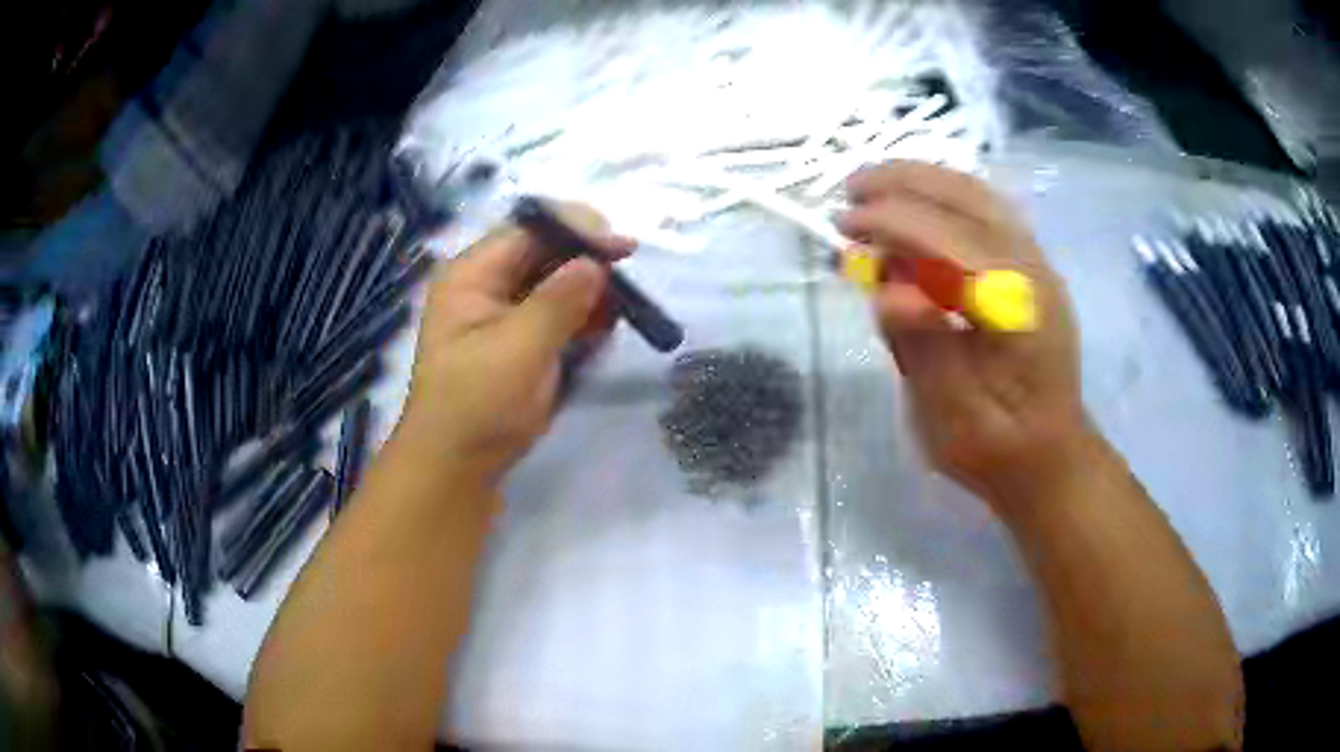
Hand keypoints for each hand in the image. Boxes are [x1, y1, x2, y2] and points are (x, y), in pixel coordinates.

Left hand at [395, 204, 633, 484]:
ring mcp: (507, 312)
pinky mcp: (524, 339)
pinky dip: (586, 317)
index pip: (528, 231)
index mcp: (473, 275)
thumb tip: (596, 263)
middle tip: (627, 283)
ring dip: (591, 291)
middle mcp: (489, 284)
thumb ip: (558, 302)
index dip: (576, 230)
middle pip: (546, 252)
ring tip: (621, 311)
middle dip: (588, 261)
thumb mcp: (517, 350)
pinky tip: (605, 329)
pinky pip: (561, 313)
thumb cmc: (476, 404)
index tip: (621, 247)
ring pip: (558, 282)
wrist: (459, 465)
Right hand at [838, 162, 1091, 512]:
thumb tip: (888, 291)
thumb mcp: (952, 416)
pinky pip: (988, 210)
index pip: (949, 239)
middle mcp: (1034, 271)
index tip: (843, 225)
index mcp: (1018, 310)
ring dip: (924, 179)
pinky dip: (947, 194)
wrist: (1052, 460)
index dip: (892, 222)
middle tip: (850, 189)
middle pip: (967, 198)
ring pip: (980, 195)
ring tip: (874, 184)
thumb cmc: (998, 449)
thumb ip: (923, 345)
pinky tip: (918, 200)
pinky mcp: (1032, 267)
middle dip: (904, 184)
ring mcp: (1038, 264)